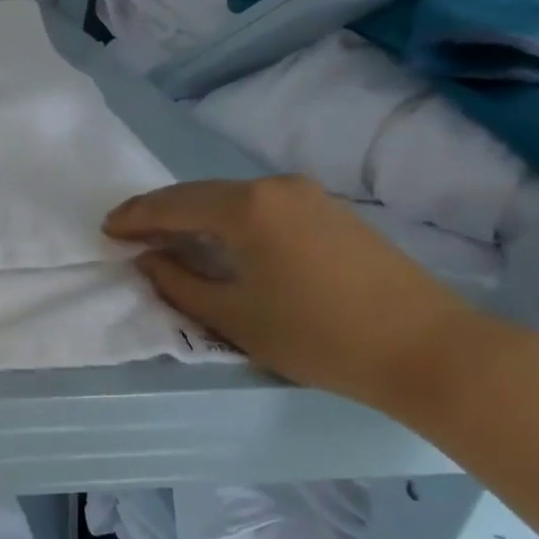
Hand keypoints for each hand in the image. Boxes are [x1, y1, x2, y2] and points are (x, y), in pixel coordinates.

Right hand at [104, 176, 491, 411]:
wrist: (433, 350)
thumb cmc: (319, 336)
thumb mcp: (233, 316)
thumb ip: (178, 283)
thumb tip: (149, 259)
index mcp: (245, 207)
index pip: (171, 205)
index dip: (133, 218)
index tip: (105, 231)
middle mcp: (274, 188)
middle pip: (200, 194)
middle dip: (160, 213)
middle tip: (128, 233)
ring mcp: (309, 197)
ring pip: (231, 198)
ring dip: (195, 215)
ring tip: (168, 238)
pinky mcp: (332, 213)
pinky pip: (261, 206)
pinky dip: (229, 219)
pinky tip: (221, 240)